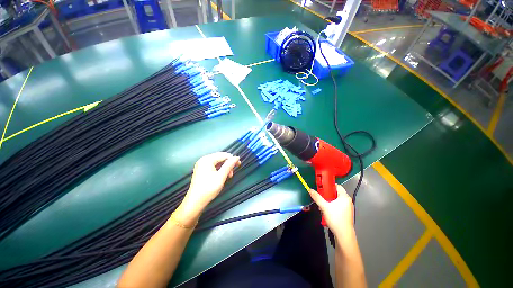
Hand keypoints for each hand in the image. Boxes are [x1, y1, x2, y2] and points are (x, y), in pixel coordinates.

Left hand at [179, 152, 240, 217]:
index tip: (239, 164)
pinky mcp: (202, 170)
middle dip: (228, 164)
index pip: (223, 155)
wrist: (195, 202)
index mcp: (207, 160)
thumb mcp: (221, 176)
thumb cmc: (208, 189)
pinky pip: (214, 166)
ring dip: (225, 167)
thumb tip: (236, 157)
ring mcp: (202, 165)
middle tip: (233, 172)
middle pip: (220, 158)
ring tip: (229, 176)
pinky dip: (220, 170)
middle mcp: (203, 160)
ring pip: (218, 162)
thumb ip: (229, 165)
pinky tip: (223, 176)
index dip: (232, 159)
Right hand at [308, 184, 353, 235]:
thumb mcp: (324, 206)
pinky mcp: (346, 214)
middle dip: (327, 194)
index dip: (329, 185)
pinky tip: (326, 211)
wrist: (344, 235)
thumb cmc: (336, 218)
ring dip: (328, 201)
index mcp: (344, 197)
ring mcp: (347, 208)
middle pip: (336, 193)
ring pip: (336, 200)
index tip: (321, 187)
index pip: (337, 186)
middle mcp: (347, 201)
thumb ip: (317, 197)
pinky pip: (338, 206)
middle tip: (320, 196)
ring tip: (322, 204)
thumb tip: (310, 190)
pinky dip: (332, 206)